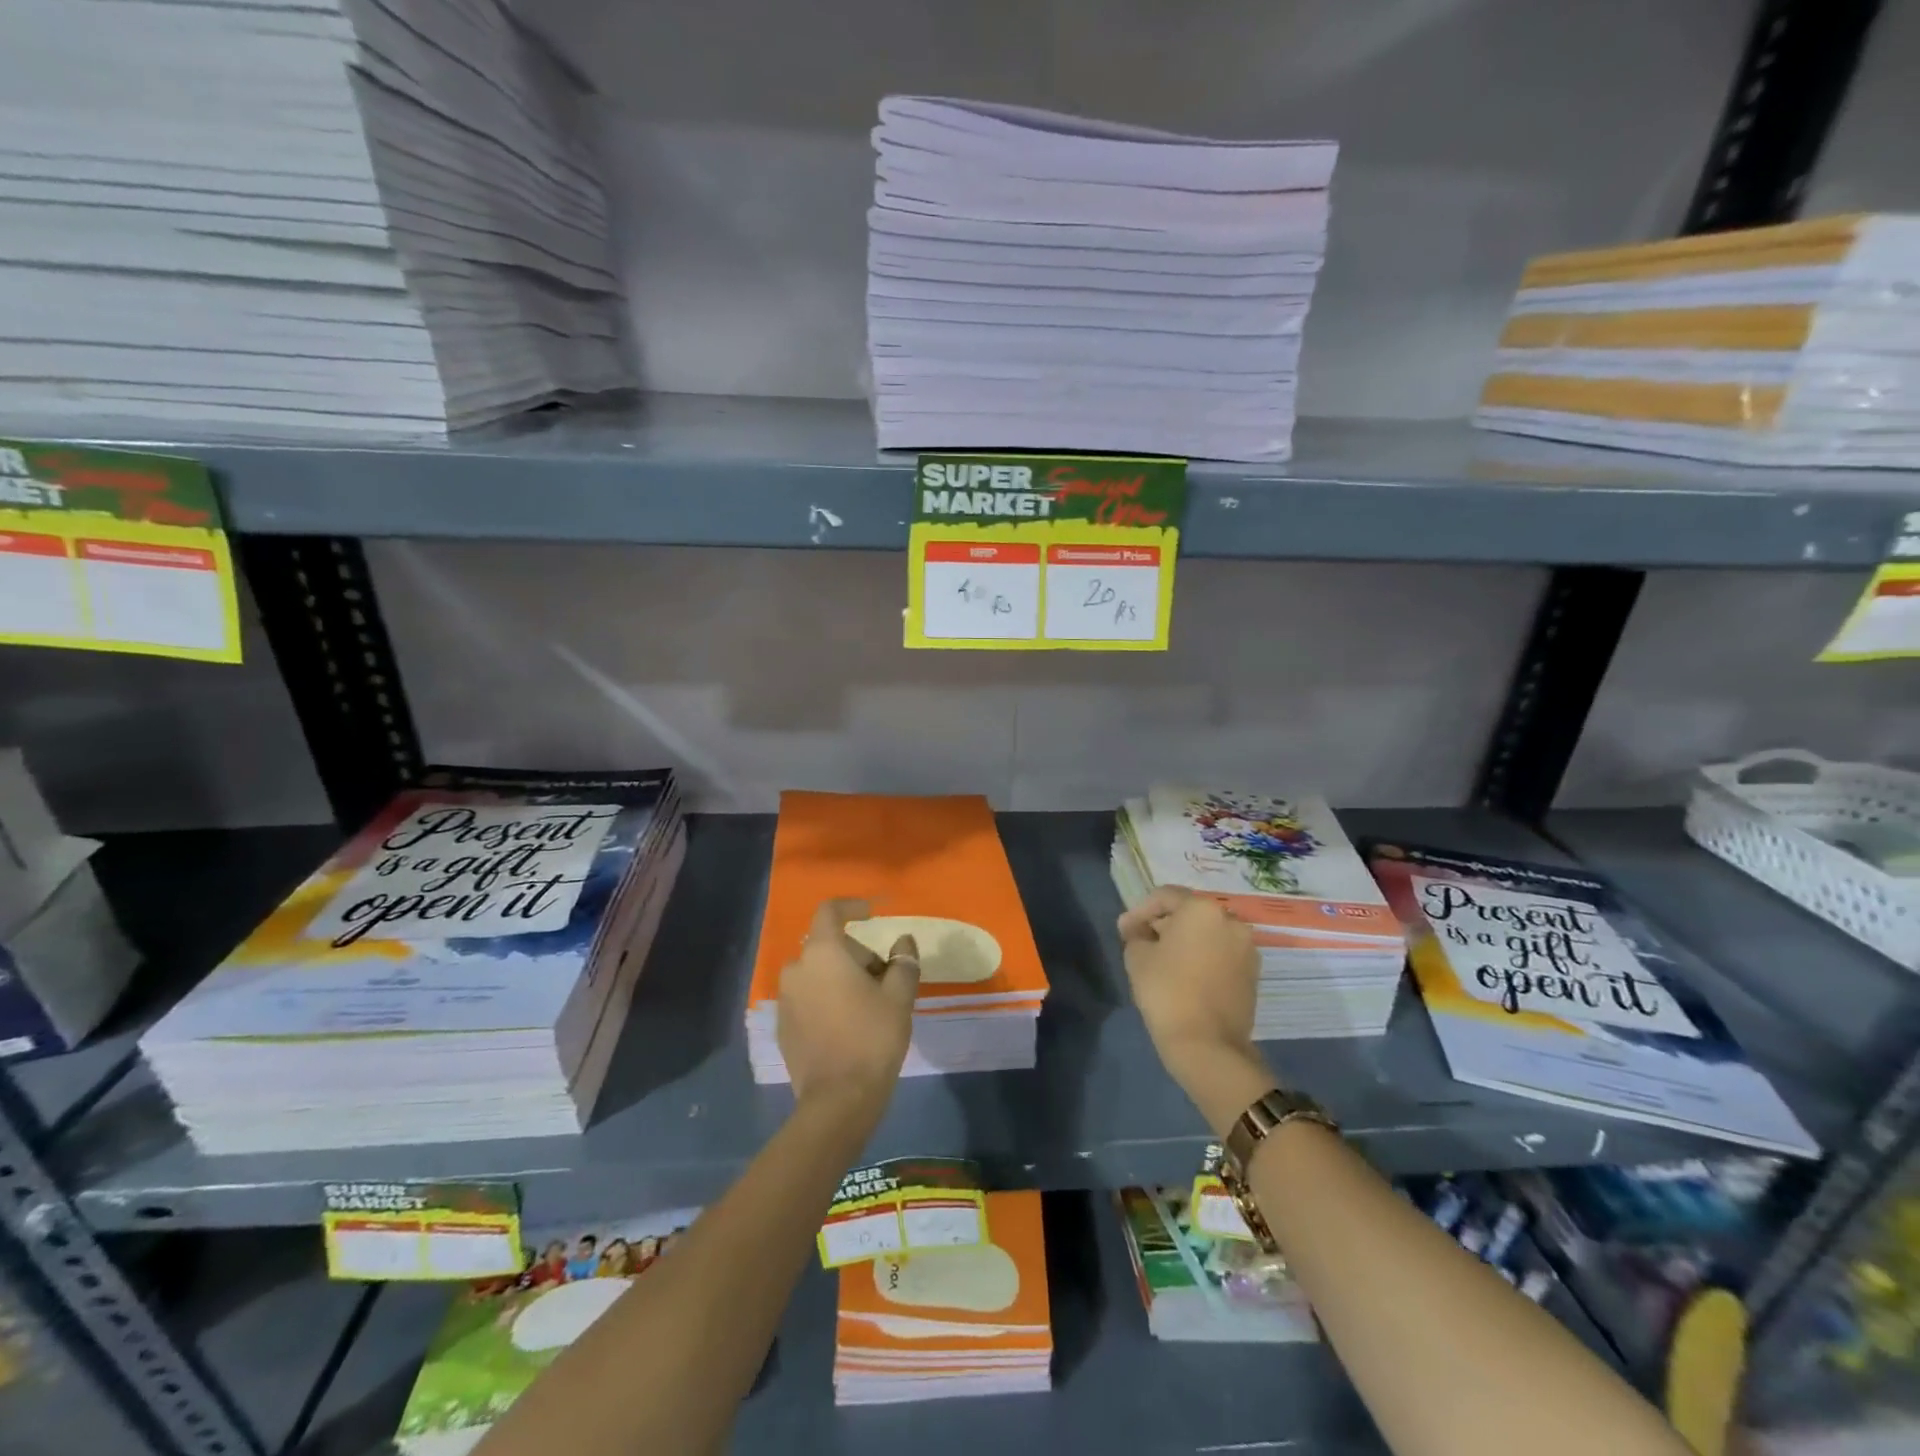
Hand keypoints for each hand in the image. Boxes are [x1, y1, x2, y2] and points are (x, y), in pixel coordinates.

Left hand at [777, 899, 919, 1118]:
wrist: (838, 1099)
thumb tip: (903, 942)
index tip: (872, 913)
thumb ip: (903, 962)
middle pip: (827, 945)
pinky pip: (807, 998)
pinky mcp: (782, 1026)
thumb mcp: (899, 997)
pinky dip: (825, 999)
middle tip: (884, 977)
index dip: (851, 906)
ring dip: (840, 977)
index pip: (830, 911)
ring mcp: (785, 999)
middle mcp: (796, 969)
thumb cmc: (872, 1037)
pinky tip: (846, 1024)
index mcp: (823, 953)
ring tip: (867, 1002)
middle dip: (856, 953)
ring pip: (816, 973)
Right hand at [1118, 886, 1261, 1097]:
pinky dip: (1203, 957)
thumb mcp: (1137, 956)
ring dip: (1186, 941)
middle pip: (1190, 913)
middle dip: (1165, 924)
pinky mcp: (1253, 974)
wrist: (1207, 1044)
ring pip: (1208, 934)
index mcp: (1202, 909)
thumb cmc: (1167, 991)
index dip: (1140, 911)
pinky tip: (1185, 975)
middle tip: (1142, 943)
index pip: (1164, 897)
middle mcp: (1231, 921)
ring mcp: (1246, 948)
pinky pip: (1221, 954)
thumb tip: (1135, 926)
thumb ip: (1135, 932)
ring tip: (1164, 961)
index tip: (1125, 930)